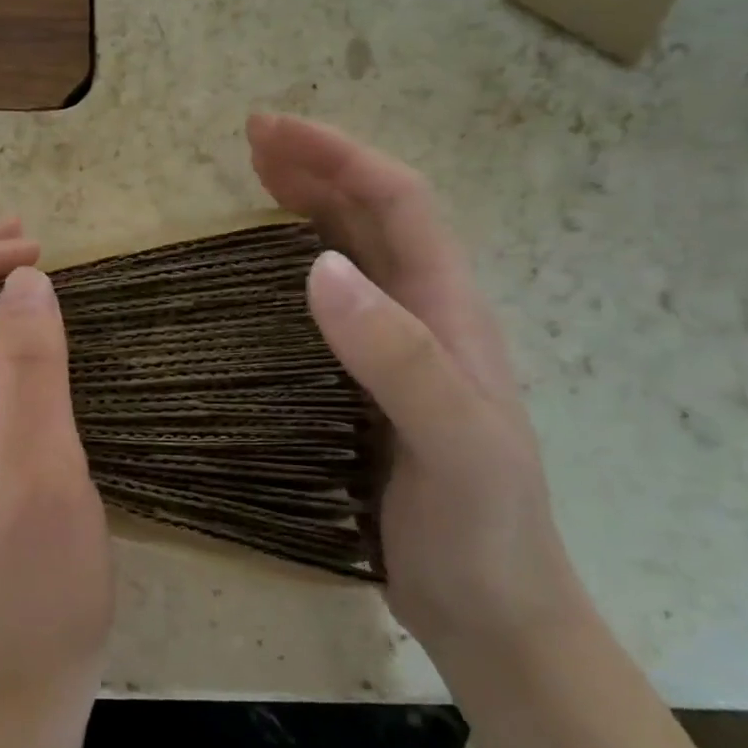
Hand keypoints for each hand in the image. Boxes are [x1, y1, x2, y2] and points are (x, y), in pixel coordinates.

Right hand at [247, 113, 584, 666]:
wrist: (496, 615)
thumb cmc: (483, 530)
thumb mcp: (454, 442)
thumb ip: (397, 356)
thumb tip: (318, 267)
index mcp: (449, 311)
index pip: (398, 203)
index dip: (338, 156)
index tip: (271, 132)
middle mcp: (424, 317)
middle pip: (372, 216)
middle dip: (316, 167)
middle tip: (251, 140)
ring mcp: (396, 352)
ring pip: (351, 254)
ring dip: (306, 208)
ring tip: (253, 182)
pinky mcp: (365, 385)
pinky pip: (328, 306)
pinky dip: (293, 269)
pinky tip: (263, 277)